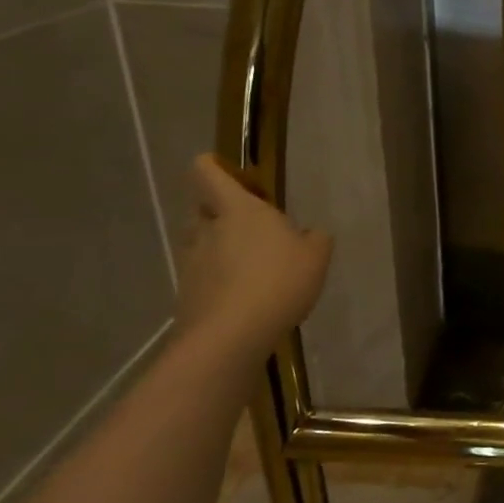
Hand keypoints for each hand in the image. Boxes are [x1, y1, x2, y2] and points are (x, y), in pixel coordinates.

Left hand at [174, 155, 332, 363]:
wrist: (231, 335)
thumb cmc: (279, 281)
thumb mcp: (317, 256)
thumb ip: (315, 239)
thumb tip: (310, 234)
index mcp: (238, 209)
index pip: (208, 172)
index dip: (215, 167)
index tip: (237, 178)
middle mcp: (208, 229)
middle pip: (202, 208)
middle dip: (221, 213)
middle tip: (252, 229)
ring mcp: (192, 262)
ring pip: (201, 243)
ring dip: (219, 248)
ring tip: (250, 267)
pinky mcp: (186, 293)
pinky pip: (202, 276)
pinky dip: (218, 280)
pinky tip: (245, 298)